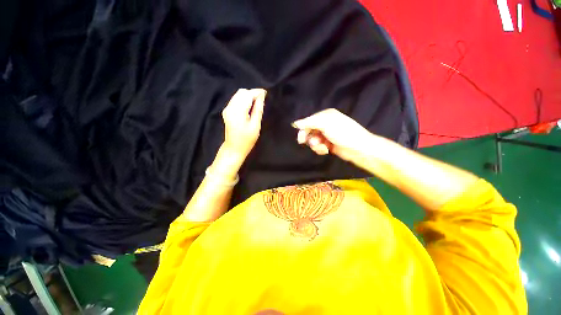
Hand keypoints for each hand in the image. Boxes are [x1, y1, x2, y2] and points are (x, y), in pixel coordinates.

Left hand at [222, 88, 266, 158]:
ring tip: (257, 103)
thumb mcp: (255, 126)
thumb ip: (258, 110)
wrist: (234, 148)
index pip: (247, 95)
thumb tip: (261, 97)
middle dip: (252, 93)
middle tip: (262, 100)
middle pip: (242, 92)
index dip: (257, 92)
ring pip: (238, 95)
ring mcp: (227, 109)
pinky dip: (243, 100)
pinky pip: (236, 100)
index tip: (265, 93)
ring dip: (248, 96)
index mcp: (238, 112)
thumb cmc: (247, 140)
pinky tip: (249, 107)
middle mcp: (230, 107)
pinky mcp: (227, 111)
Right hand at [292, 109, 373, 161]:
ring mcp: (327, 135)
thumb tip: (294, 123)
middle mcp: (325, 124)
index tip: (301, 139)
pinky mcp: (328, 144)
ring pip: (313, 140)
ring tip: (323, 147)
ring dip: (316, 145)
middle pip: (309, 131)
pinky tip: (326, 150)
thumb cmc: (342, 132)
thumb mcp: (325, 124)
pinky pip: (318, 146)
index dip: (303, 130)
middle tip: (313, 143)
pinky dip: (320, 149)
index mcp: (325, 115)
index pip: (308, 121)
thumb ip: (309, 123)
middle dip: (311, 138)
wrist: (358, 148)